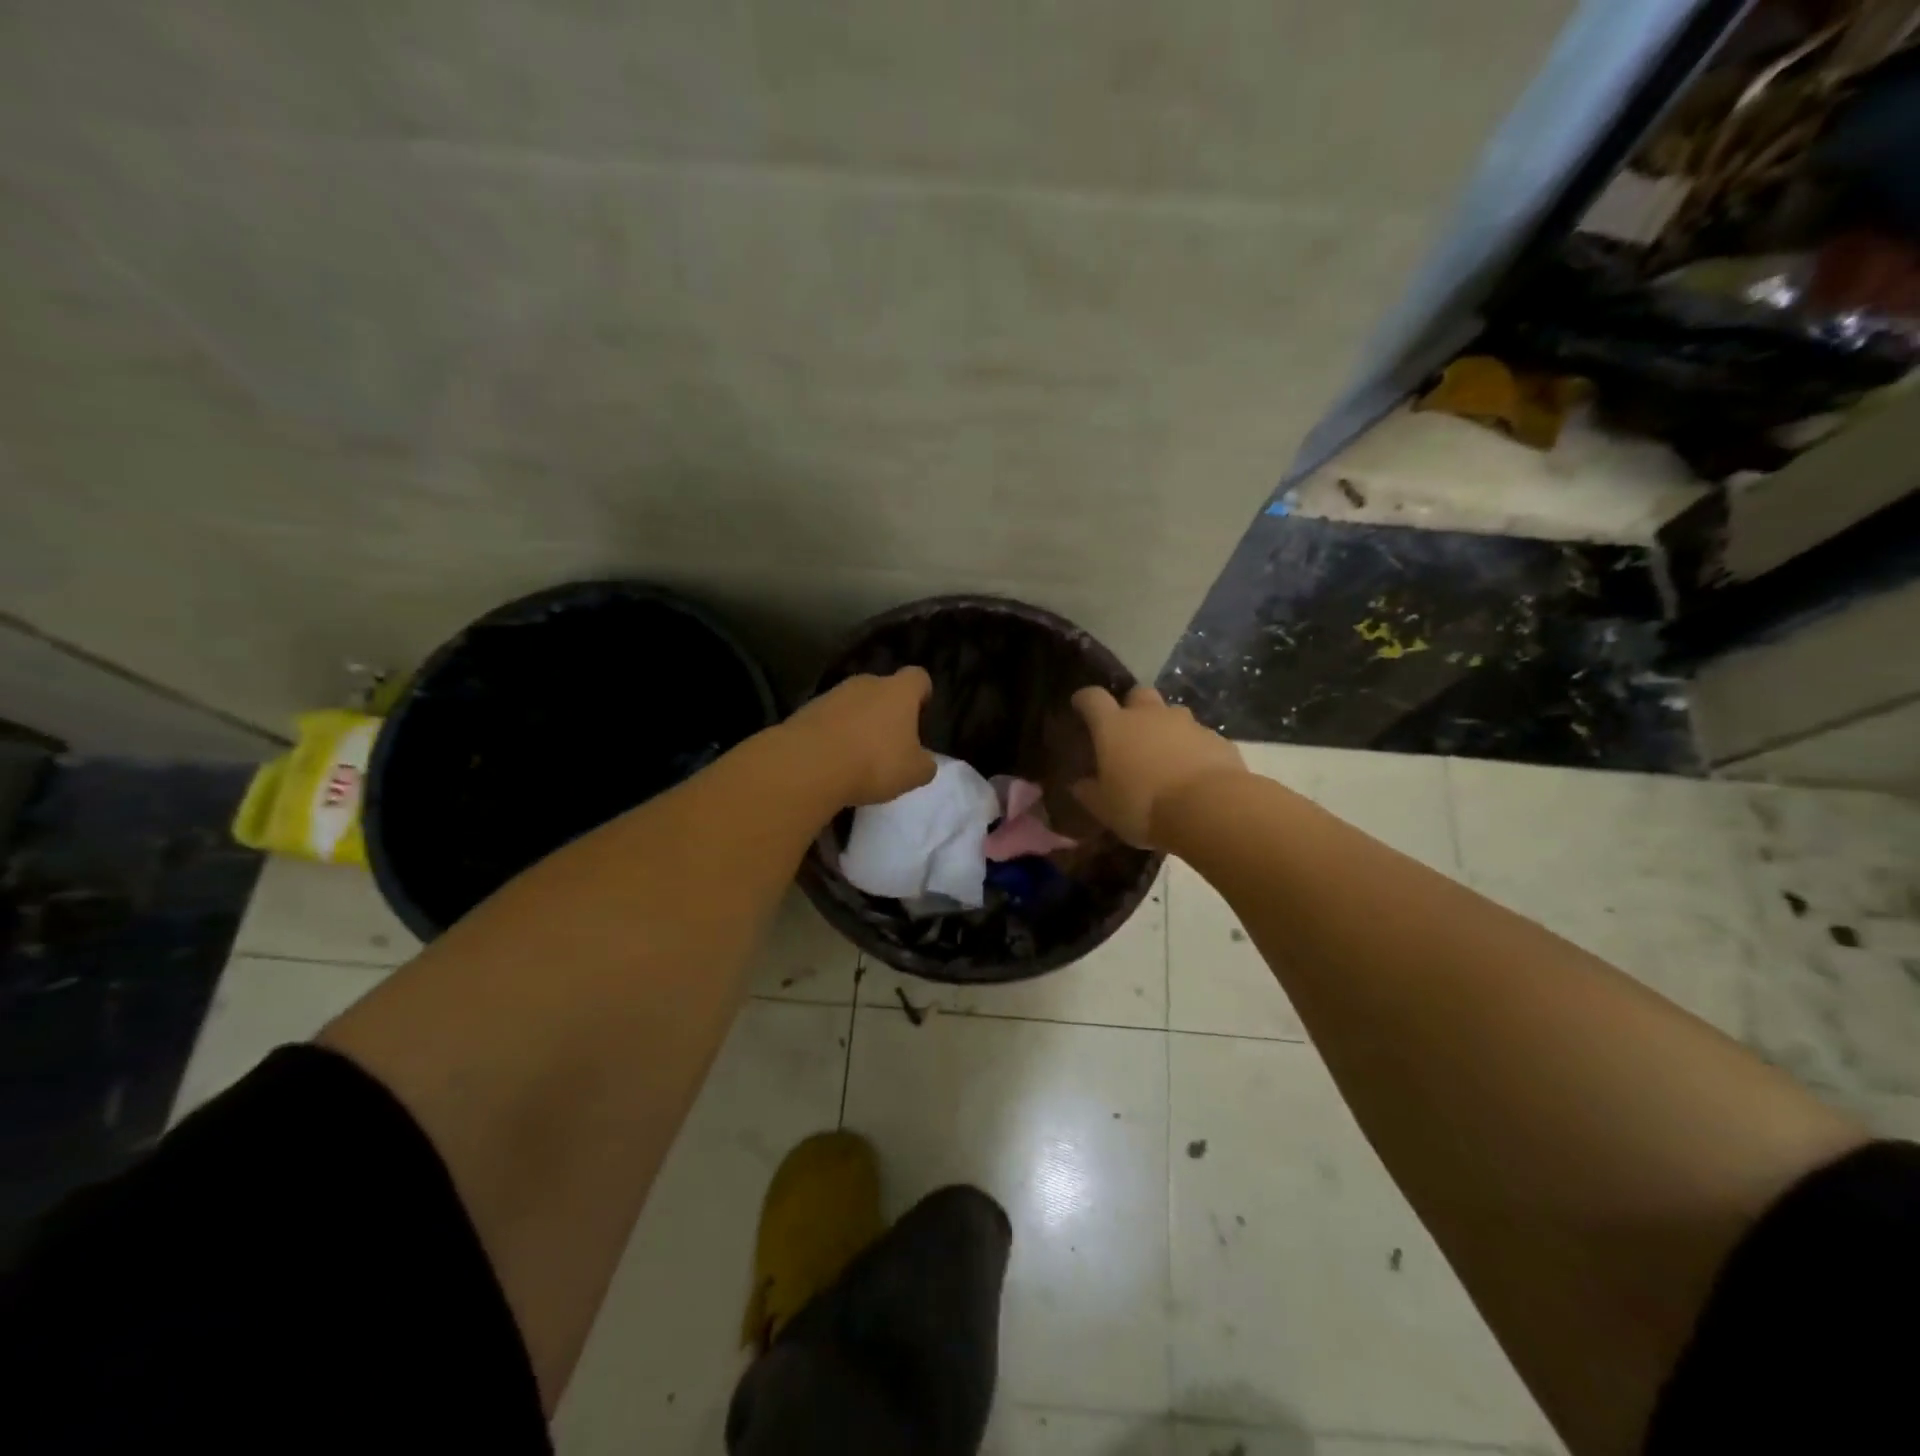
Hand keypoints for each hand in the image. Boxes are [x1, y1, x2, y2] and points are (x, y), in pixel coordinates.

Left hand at [786, 669, 937, 807]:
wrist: (808, 765)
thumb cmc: (874, 763)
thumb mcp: (914, 773)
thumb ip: (925, 764)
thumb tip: (924, 761)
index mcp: (899, 691)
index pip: (918, 678)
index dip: (922, 694)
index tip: (921, 716)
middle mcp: (866, 683)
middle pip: (883, 690)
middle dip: (887, 712)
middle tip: (890, 744)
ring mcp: (832, 694)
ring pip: (854, 704)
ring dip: (858, 723)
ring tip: (858, 757)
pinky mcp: (806, 710)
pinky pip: (829, 719)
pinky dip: (833, 735)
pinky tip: (833, 761)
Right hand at [1070, 684, 1246, 848]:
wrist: (1209, 809)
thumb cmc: (1143, 806)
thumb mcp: (1105, 808)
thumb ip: (1089, 792)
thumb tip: (1079, 784)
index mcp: (1114, 726)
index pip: (1093, 698)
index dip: (1085, 700)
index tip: (1080, 706)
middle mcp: (1149, 715)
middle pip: (1138, 694)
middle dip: (1132, 706)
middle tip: (1130, 731)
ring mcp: (1186, 723)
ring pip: (1171, 714)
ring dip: (1165, 727)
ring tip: (1164, 754)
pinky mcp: (1216, 739)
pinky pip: (1199, 736)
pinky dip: (1192, 747)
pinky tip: (1193, 771)